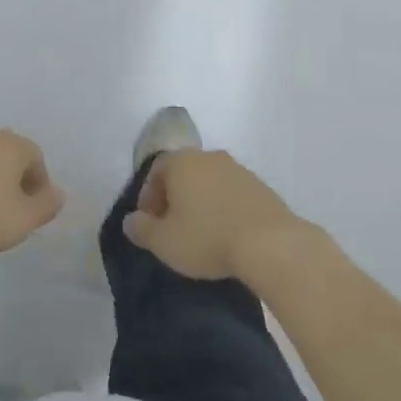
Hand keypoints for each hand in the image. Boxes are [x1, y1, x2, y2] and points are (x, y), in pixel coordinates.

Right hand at [122, 149, 311, 282]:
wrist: (269, 242)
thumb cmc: (207, 237)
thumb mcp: (164, 242)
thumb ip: (142, 229)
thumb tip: (130, 221)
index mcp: (181, 162)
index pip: (156, 170)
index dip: (148, 196)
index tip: (149, 223)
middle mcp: (209, 157)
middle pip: (183, 172)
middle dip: (174, 197)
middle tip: (171, 227)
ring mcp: (238, 169)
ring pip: (209, 181)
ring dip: (200, 201)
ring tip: (200, 232)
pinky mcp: (260, 186)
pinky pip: (231, 192)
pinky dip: (223, 207)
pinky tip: (225, 232)